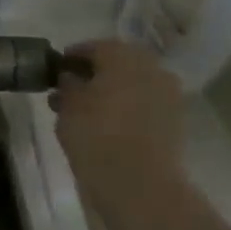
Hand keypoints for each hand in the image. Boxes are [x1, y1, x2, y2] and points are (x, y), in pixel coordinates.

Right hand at [50, 39, 185, 197]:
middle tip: (70, 88)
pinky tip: (106, 124)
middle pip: (118, 63)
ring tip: (84, 110)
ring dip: (110, 91)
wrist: (138, 183)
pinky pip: (144, 104)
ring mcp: (168, 95)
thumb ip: (67, 83)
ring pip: (132, 84)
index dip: (72, 56)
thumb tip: (70, 76)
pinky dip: (125, 108)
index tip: (56, 68)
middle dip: (94, 73)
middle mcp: (152, 68)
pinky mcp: (174, 121)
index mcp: (124, 57)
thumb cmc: (95, 135)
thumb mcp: (67, 105)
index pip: (94, 46)